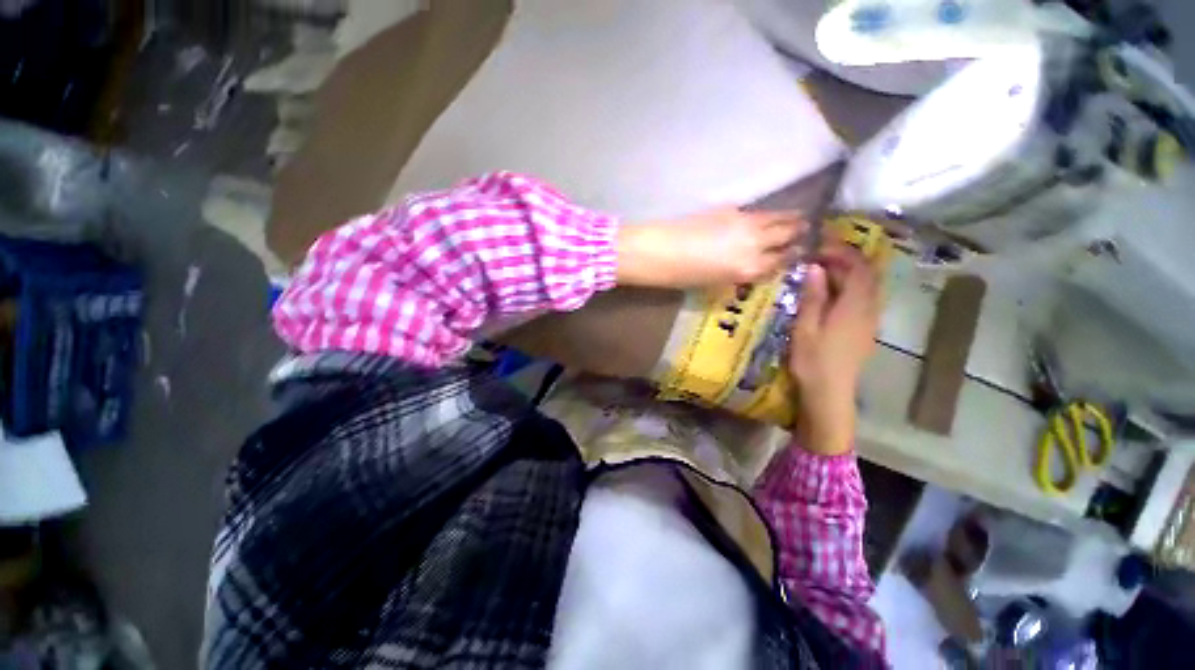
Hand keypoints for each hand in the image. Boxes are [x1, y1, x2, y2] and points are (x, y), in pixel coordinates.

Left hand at [615, 208, 806, 287]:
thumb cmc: (682, 276)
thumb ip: (740, 271)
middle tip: (806, 230)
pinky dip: (766, 215)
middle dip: (798, 232)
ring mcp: (744, 222)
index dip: (793, 256)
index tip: (800, 251)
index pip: (782, 260)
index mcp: (749, 268)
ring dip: (789, 217)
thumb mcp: (716, 282)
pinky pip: (756, 212)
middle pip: (786, 233)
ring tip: (798, 217)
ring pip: (776, 217)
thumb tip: (755, 262)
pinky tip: (765, 216)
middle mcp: (754, 243)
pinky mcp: (730, 209)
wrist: (658, 250)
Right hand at [787, 246, 880, 455]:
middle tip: (817, 256)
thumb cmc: (813, 361)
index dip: (842, 252)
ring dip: (848, 273)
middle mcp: (869, 309)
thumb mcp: (806, 327)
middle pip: (867, 274)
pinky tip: (830, 294)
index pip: (858, 267)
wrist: (830, 394)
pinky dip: (849, 288)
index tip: (819, 246)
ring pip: (867, 287)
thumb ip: (812, 296)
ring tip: (821, 271)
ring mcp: (870, 321)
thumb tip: (814, 267)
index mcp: (854, 306)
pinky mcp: (865, 330)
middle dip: (846, 259)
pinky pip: (864, 299)